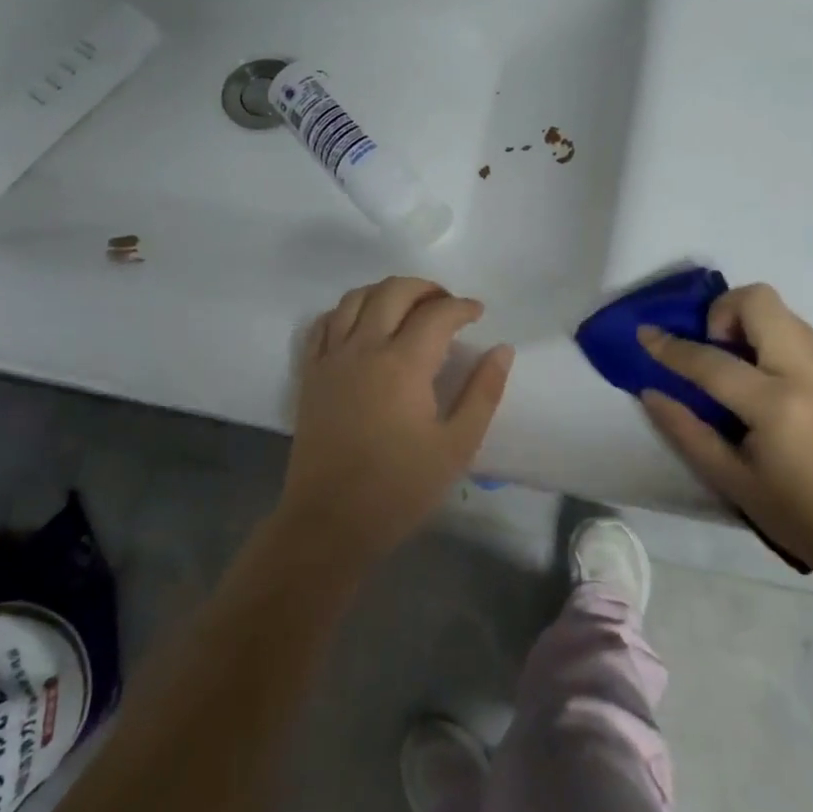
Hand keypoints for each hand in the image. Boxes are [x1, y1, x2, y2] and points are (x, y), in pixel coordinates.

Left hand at [282, 276, 513, 568]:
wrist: (330, 523)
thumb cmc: (400, 488)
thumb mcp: (457, 446)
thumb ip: (483, 392)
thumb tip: (502, 350)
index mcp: (403, 364)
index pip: (437, 314)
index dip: (462, 307)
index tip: (478, 314)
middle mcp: (364, 348)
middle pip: (393, 291)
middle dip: (426, 288)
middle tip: (446, 304)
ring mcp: (331, 358)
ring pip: (355, 298)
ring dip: (386, 292)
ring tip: (407, 308)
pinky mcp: (310, 374)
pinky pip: (324, 323)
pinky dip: (346, 311)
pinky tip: (362, 324)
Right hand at [638, 284, 812, 580]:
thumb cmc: (798, 516)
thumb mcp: (731, 481)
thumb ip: (686, 431)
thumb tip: (651, 392)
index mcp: (776, 406)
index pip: (711, 360)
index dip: (670, 346)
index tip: (646, 333)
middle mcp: (810, 373)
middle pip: (760, 301)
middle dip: (724, 311)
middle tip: (716, 349)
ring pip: (785, 314)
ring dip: (753, 327)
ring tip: (745, 371)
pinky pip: (806, 340)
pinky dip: (779, 347)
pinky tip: (779, 391)